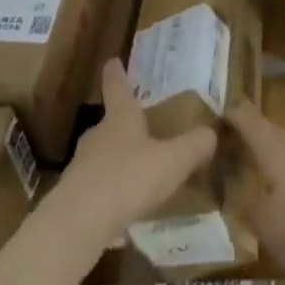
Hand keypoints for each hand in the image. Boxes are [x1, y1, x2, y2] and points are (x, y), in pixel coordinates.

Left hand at [48, 60, 217, 246]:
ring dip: (115, 161)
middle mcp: (98, 135)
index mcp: (120, 118)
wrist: (79, 223)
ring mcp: (81, 166)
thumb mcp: (172, 161)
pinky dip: (108, 194)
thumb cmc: (128, 178)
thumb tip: (212, 133)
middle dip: (122, 124)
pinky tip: (122, 212)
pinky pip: (95, 189)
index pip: (117, 86)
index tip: (113, 61)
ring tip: (135, 174)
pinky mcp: (73, 197)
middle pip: (108, 123)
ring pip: (101, 157)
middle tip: (138, 128)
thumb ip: (194, 146)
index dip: (116, 72)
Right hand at [228, 101, 284, 280]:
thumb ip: (246, 207)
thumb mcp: (266, 224)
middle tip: (215, 151)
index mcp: (272, 145)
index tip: (202, 112)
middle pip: (263, 133)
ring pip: (281, 154)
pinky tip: (276, 205)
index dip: (224, 110)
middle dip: (241, 139)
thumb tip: (235, 194)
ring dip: (262, 161)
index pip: (243, 115)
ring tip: (240, 179)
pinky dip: (281, 182)